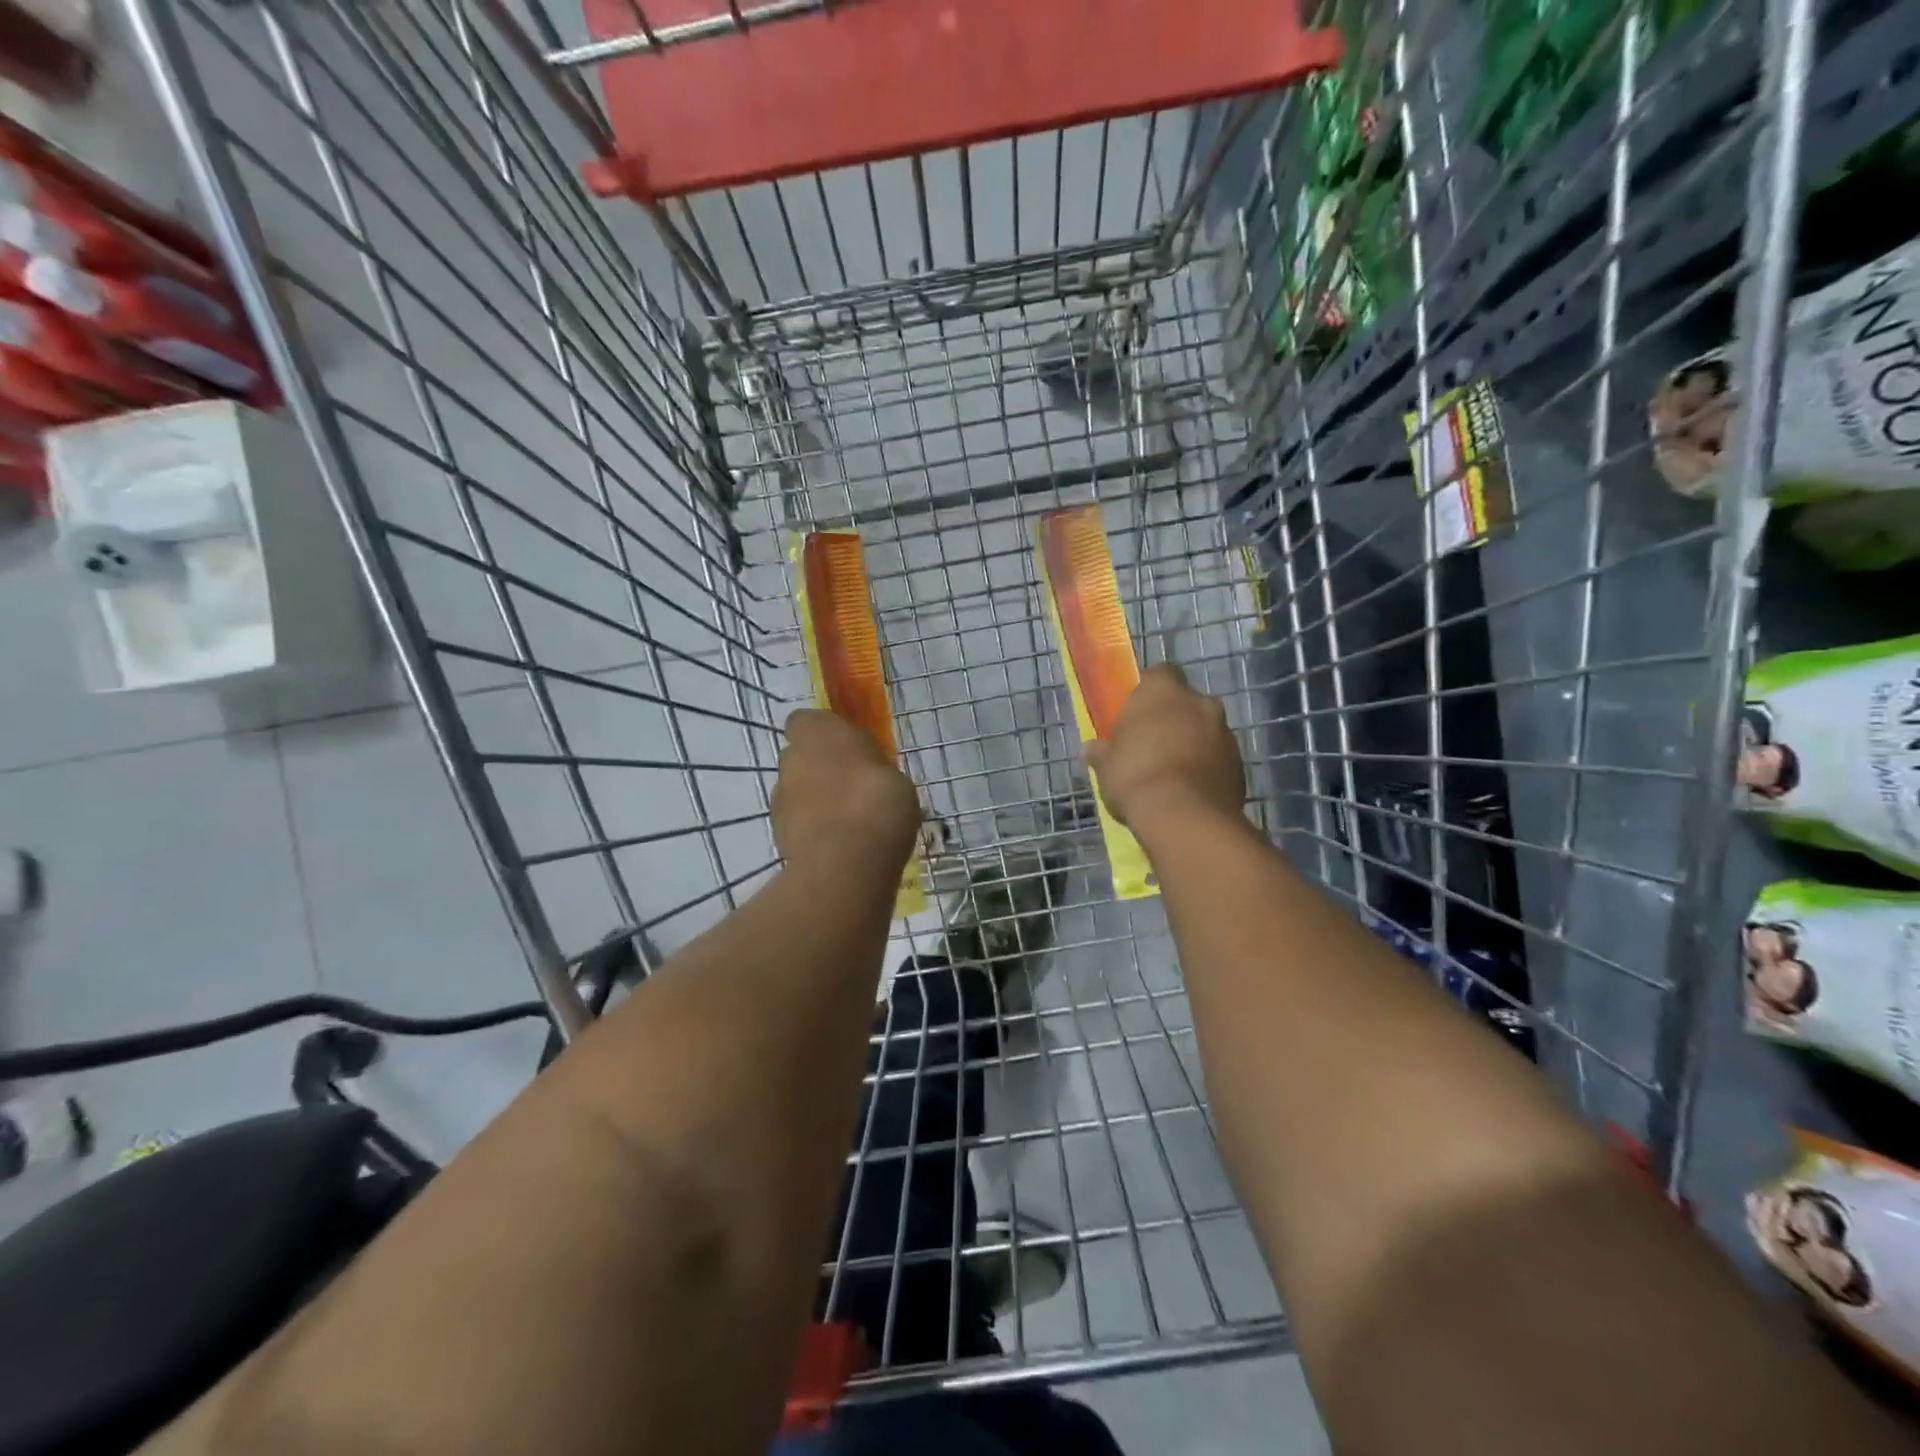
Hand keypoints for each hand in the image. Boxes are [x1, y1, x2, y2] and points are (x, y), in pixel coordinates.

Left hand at [773, 709, 921, 874]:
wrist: (846, 861)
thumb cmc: (877, 802)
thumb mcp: (893, 773)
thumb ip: (870, 766)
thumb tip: (865, 768)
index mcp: (818, 732)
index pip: (807, 720)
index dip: (824, 732)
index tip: (848, 747)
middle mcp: (791, 758)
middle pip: (801, 757)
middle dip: (822, 768)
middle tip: (853, 786)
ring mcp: (780, 798)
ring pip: (798, 791)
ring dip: (816, 800)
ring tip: (850, 821)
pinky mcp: (778, 834)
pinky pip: (799, 822)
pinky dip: (814, 828)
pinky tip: (841, 844)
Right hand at [1085, 665, 1244, 828]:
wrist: (1184, 817)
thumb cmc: (1135, 778)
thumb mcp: (1106, 767)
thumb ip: (1103, 752)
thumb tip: (1093, 748)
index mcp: (1162, 691)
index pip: (1158, 674)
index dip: (1147, 693)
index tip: (1135, 715)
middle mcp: (1199, 702)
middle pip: (1185, 702)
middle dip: (1173, 719)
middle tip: (1152, 744)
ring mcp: (1225, 732)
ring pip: (1205, 730)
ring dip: (1192, 743)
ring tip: (1171, 773)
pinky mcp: (1240, 763)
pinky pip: (1218, 757)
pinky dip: (1207, 767)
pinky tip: (1190, 790)